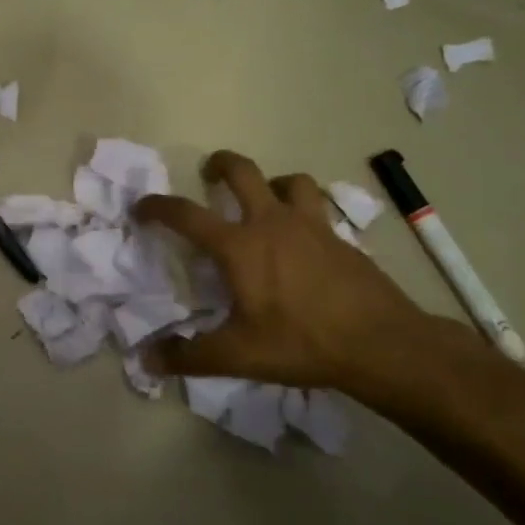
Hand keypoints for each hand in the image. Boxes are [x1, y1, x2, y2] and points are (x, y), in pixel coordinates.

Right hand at [135, 150, 470, 416]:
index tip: (142, 207)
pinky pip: (318, 209)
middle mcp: (272, 223)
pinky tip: (304, 239)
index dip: (158, 206)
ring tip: (265, 199)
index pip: (187, 215)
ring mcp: (312, 226)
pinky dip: (304, 211)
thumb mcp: (238, 356)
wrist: (382, 343)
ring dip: (272, 183)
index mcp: (240, 246)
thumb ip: (189, 356)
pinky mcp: (341, 239)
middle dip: (220, 164)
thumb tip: (147, 360)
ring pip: (290, 181)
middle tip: (209, 174)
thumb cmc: (302, 343)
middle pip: (243, 171)